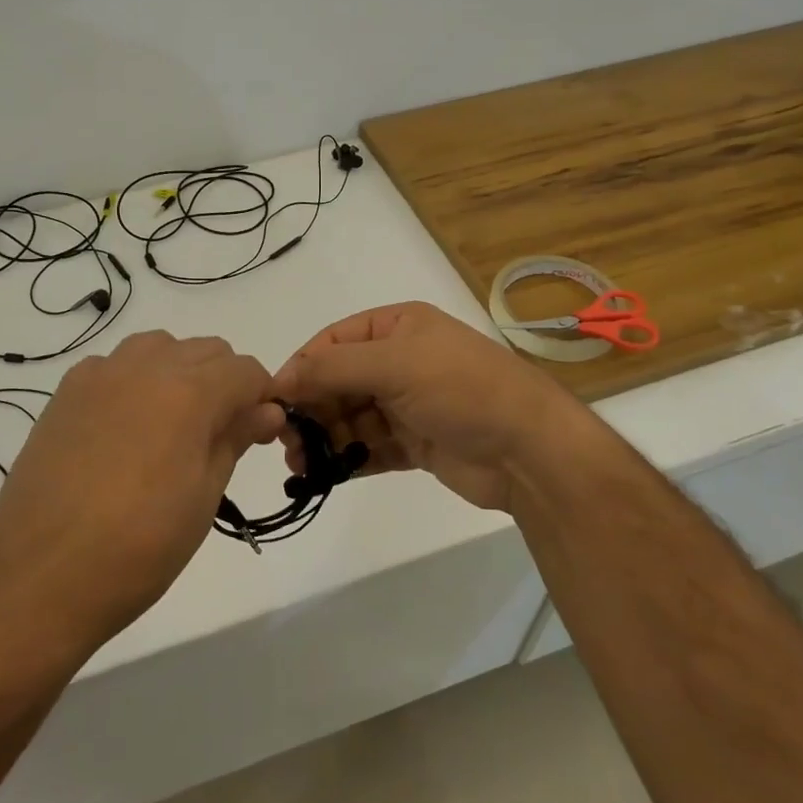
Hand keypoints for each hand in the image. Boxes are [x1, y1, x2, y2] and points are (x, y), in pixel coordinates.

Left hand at [0, 332, 283, 665]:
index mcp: (189, 392)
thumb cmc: (138, 547)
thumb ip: (235, 439)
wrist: (38, 578)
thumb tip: (266, 410)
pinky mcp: (66, 392)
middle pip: (206, 350)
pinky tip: (126, 427)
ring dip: (180, 372)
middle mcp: (146, 366)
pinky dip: (134, 380)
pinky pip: (115, 365)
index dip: (262, 397)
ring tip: (173, 426)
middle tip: (219, 435)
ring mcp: (100, 375)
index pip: (246, 370)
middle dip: (225, 382)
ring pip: (159, 347)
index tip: (259, 432)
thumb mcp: (203, 497)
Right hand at [271, 301, 596, 517]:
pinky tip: (325, 475)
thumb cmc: (461, 389)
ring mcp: (409, 404)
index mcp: (398, 327)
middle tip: (285, 440)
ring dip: (325, 438)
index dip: (302, 367)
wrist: (529, 449)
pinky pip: (371, 447)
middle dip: (311, 408)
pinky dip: (348, 459)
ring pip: (352, 417)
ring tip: (300, 464)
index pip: (334, 341)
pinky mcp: (416, 442)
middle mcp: (401, 361)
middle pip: (339, 381)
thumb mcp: (395, 364)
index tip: (274, 400)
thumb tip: (279, 379)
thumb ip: (332, 369)